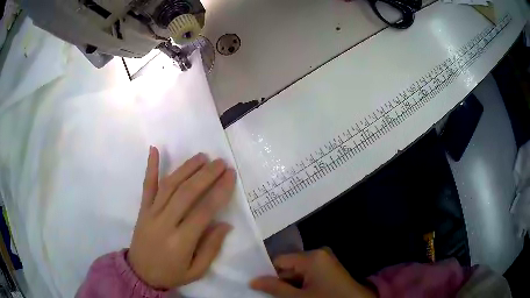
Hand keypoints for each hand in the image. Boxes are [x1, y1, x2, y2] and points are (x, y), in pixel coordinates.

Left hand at [128, 146, 235, 289]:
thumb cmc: (171, 273)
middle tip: (220, 162)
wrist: (140, 273)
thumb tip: (225, 224)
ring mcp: (151, 213)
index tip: (230, 175)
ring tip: (202, 156)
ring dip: (186, 168)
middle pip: (186, 193)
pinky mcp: (142, 209)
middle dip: (205, 175)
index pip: (203, 211)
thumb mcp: (196, 271)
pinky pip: (147, 186)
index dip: (219, 191)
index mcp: (181, 241)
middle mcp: (164, 223)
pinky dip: (150, 167)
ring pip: (169, 185)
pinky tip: (154, 149)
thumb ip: (211, 248)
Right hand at [251, 249, 375, 297]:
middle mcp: (319, 254)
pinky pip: (308, 276)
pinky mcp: (329, 270)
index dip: (268, 274)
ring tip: (286, 297)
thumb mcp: (297, 297)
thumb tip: (253, 280)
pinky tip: (299, 295)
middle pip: (289, 266)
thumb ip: (274, 287)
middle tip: (271, 295)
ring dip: (290, 285)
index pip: (280, 260)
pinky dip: (301, 286)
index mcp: (312, 257)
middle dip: (280, 281)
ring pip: (298, 273)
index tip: (259, 287)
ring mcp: (326, 262)